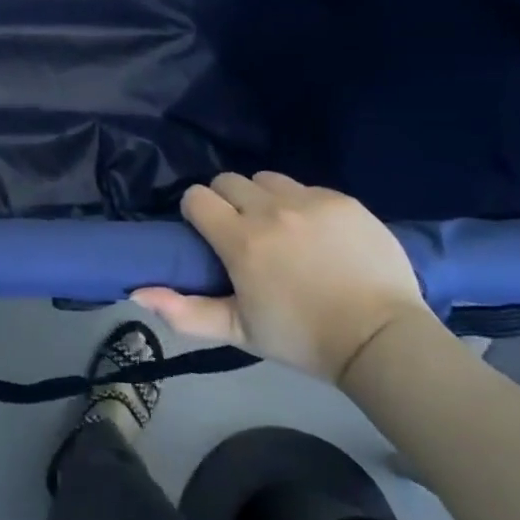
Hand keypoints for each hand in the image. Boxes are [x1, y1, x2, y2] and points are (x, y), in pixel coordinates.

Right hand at [132, 172, 426, 383]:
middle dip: (227, 201)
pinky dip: (302, 205)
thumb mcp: (240, 333)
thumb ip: (185, 312)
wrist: (381, 340)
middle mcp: (270, 210)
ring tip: (280, 228)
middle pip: (228, 181)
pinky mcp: (342, 200)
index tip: (208, 234)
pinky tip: (318, 235)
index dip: (196, 212)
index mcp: (241, 241)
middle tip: (243, 233)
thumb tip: (137, 291)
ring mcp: (309, 200)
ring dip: (263, 198)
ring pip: (267, 179)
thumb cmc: (303, 339)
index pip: (197, 197)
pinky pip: (307, 188)